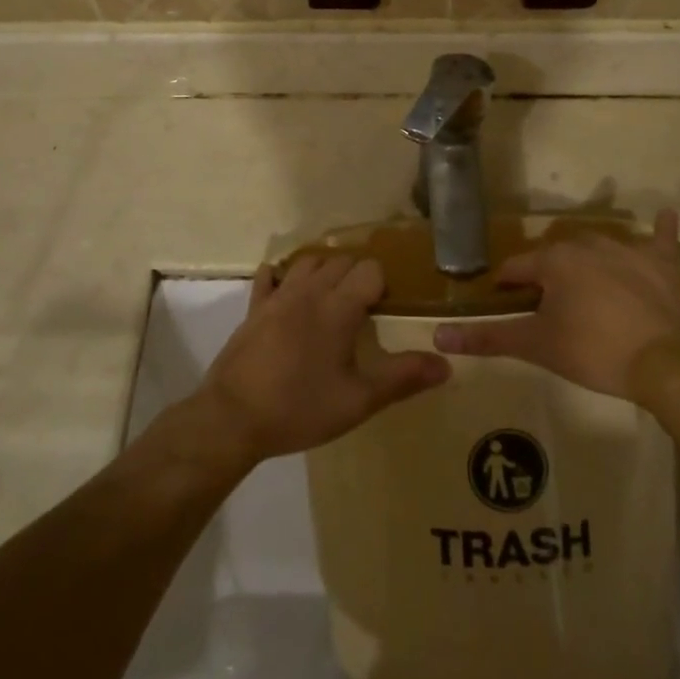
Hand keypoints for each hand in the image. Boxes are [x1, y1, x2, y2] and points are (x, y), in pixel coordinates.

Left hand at [194, 256, 449, 465]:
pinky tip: (289, 294)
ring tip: (332, 298)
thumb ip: (403, 378)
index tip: (386, 310)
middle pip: (341, 260)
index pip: (370, 269)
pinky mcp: (254, 308)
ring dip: (325, 271)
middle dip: (358, 275)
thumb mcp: (358, 401)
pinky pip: (270, 276)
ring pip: (308, 261)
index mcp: (338, 307)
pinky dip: (283, 276)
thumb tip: (446, 364)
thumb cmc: (300, 408)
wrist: (233, 418)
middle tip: (365, 308)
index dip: (383, 285)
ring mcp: (277, 296)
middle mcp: (309, 290)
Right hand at [432, 210, 679, 402]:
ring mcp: (629, 249)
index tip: (504, 302)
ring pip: (598, 247)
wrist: (665, 365)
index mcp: (555, 260)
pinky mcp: (664, 263)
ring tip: (587, 290)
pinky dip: (661, 231)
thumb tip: (439, 334)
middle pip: (556, 256)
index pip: (517, 268)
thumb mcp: (536, 346)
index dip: (507, 286)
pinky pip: (662, 238)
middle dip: (548, 275)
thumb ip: (487, 337)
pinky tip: (664, 217)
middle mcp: (588, 243)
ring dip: (588, 261)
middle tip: (549, 307)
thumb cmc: (594, 352)